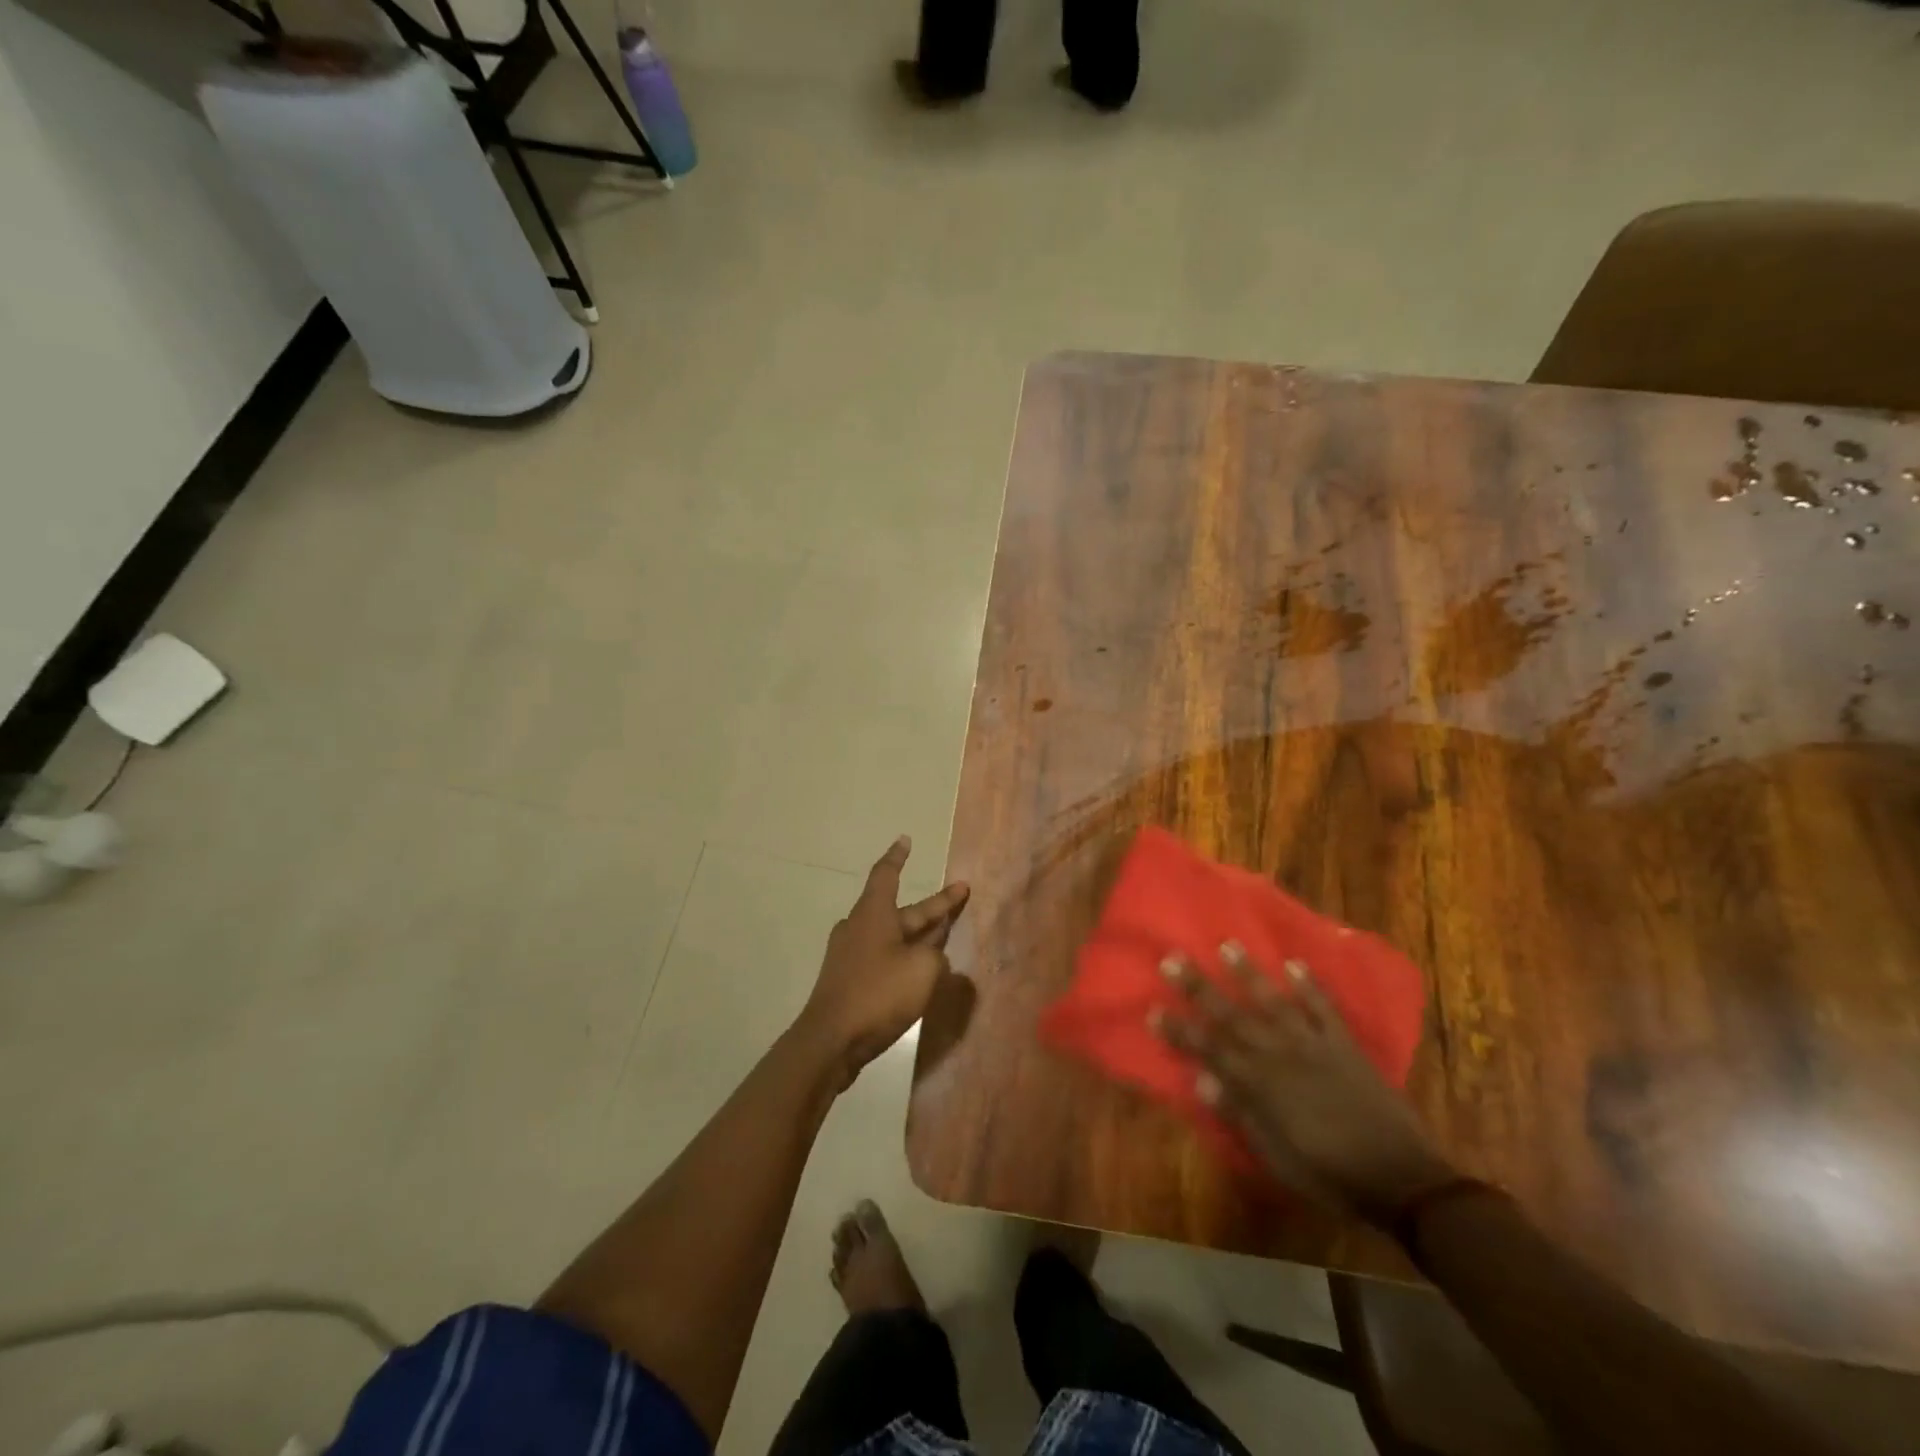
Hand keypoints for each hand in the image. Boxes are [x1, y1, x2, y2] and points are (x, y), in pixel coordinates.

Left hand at [799, 836, 969, 1090]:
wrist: (830, 1041)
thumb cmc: (878, 994)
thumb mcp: (922, 970)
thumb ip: (935, 957)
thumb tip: (932, 957)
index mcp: (873, 913)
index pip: (887, 874)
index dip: (898, 857)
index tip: (905, 840)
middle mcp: (858, 926)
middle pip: (900, 910)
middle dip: (931, 907)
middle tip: (958, 896)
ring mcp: (849, 954)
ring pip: (892, 936)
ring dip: (918, 935)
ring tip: (943, 939)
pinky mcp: (847, 980)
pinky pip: (882, 957)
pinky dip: (903, 958)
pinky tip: (918, 974)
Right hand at [1154, 943, 1453, 1221]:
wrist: (1403, 1180)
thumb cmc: (1330, 1175)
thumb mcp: (1277, 1158)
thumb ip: (1240, 1115)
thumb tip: (1202, 1080)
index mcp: (1260, 1086)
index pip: (1209, 1049)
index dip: (1179, 1029)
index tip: (1153, 1008)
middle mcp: (1280, 1055)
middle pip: (1232, 1015)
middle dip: (1199, 987)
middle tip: (1172, 958)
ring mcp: (1314, 1045)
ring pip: (1273, 1001)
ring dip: (1249, 973)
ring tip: (1228, 945)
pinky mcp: (1344, 1045)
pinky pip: (1324, 1008)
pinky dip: (1309, 986)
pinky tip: (1294, 964)